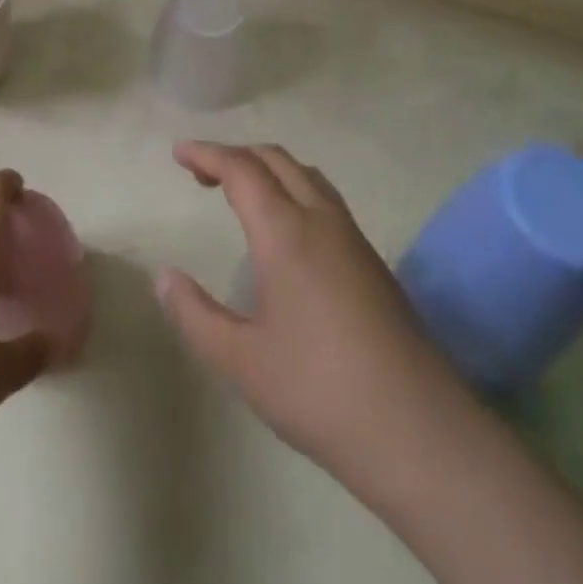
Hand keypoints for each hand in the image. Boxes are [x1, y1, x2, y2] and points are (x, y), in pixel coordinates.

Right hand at [155, 141, 461, 489]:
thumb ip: (194, 314)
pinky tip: (286, 227)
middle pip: (275, 159)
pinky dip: (293, 187)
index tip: (179, 153)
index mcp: (285, 232)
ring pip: (306, 174)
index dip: (207, 154)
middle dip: (235, 155)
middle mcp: (321, 219)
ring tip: (239, 192)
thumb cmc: (318, 391)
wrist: (418, 431)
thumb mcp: (240, 361)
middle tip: (201, 174)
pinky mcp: (372, 260)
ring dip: (267, 168)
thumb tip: (164, 276)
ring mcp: (353, 237)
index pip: (241, 168)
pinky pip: (325, 197)